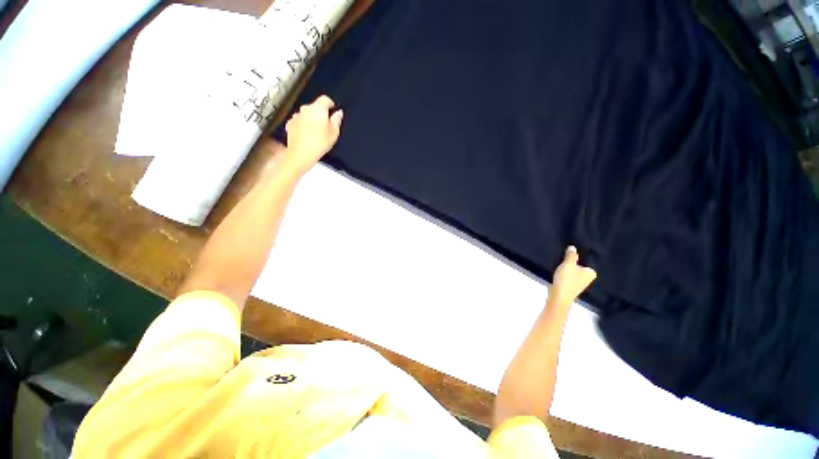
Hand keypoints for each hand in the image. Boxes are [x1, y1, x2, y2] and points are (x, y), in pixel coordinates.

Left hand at [284, 95, 343, 172]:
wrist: (301, 153)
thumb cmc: (319, 143)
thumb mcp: (334, 132)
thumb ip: (337, 120)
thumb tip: (338, 113)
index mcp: (318, 109)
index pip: (325, 99)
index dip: (331, 104)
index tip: (333, 110)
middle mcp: (306, 109)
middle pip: (315, 107)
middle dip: (321, 114)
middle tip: (327, 126)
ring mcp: (296, 116)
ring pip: (307, 115)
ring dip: (312, 120)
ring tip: (317, 133)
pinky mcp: (290, 124)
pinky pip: (299, 122)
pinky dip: (304, 126)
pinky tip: (308, 136)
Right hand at [550, 246, 596, 305]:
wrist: (559, 296)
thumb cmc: (566, 279)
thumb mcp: (568, 264)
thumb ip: (571, 255)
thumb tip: (573, 247)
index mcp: (592, 272)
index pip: (587, 260)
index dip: (579, 255)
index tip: (570, 251)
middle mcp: (589, 278)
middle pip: (580, 265)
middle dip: (573, 262)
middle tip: (564, 255)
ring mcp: (580, 283)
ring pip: (574, 271)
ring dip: (568, 267)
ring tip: (561, 262)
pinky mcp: (572, 286)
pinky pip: (570, 276)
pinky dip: (565, 273)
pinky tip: (559, 271)